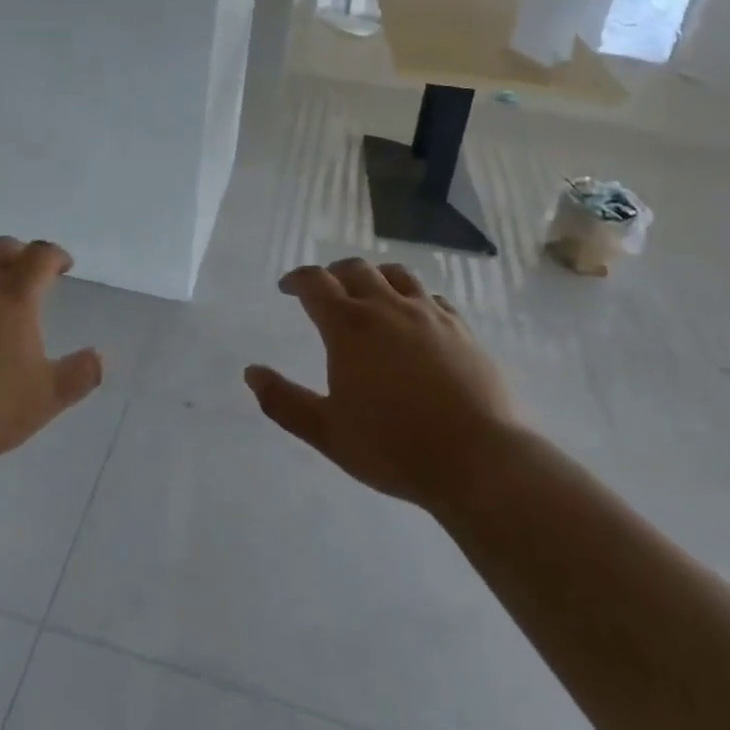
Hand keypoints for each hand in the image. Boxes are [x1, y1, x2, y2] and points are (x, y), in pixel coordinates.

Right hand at [245, 259, 517, 514]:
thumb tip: (251, 373)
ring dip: (375, 276)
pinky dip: (414, 298)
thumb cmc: (394, 448)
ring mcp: (429, 314)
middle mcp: (386, 308)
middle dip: (334, 273)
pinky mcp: (462, 329)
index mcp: (349, 327)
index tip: (287, 287)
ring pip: (396, 274)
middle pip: (355, 269)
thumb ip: (284, 401)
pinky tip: (416, 317)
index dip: (297, 279)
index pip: (315, 283)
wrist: (478, 460)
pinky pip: (433, 298)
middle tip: (326, 289)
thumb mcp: (327, 432)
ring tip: (370, 292)